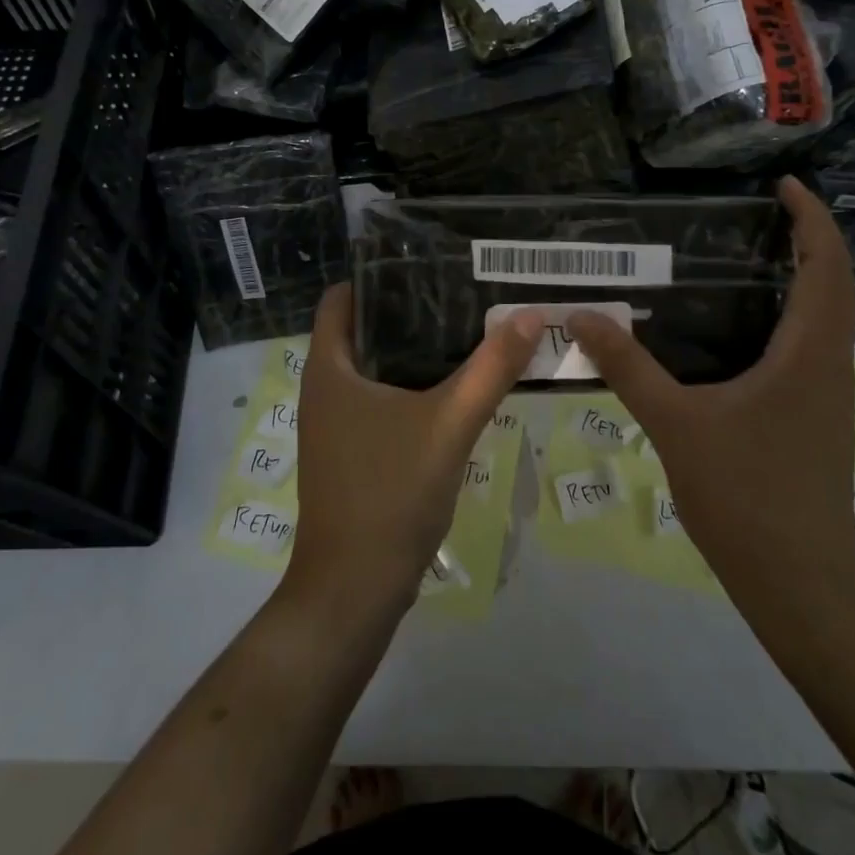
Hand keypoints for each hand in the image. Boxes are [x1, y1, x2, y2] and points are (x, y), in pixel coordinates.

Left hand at [285, 283, 541, 619]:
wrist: (354, 590)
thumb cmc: (389, 494)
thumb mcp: (448, 425)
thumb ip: (490, 369)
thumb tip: (530, 314)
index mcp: (329, 368)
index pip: (342, 297)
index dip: (377, 275)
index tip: (426, 263)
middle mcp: (324, 388)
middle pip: (363, 328)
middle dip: (408, 309)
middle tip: (463, 292)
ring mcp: (335, 423)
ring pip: (375, 367)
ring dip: (414, 349)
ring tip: (467, 329)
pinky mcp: (351, 451)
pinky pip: (380, 400)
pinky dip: (412, 385)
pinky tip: (454, 388)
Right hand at [568, 177, 854, 618]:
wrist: (800, 586)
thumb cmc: (747, 497)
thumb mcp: (676, 425)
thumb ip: (629, 368)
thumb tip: (582, 316)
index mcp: (809, 356)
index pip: (827, 269)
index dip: (813, 221)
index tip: (787, 186)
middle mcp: (829, 368)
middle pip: (835, 287)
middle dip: (809, 241)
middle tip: (763, 214)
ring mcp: (826, 398)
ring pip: (826, 320)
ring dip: (804, 280)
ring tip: (751, 258)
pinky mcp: (815, 421)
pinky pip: (810, 349)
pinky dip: (789, 318)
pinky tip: (740, 331)